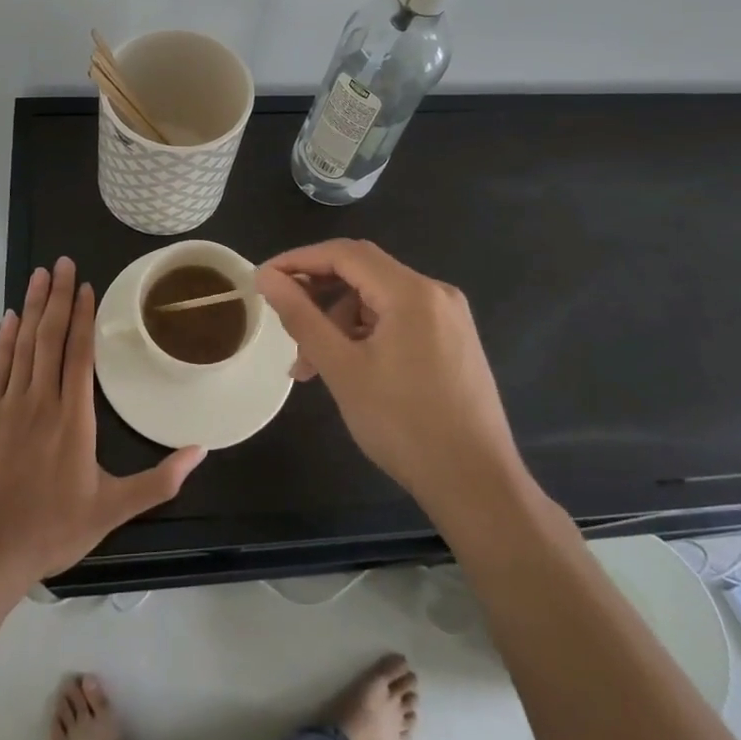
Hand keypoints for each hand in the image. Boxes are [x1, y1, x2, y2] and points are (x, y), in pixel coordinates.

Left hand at [0, 257, 205, 583]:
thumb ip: (159, 480)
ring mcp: (9, 406)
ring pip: (23, 345)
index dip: (83, 316)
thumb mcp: (113, 509)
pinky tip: (8, 318)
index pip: (79, 354)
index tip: (85, 285)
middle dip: (56, 297)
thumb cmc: (53, 528)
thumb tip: (201, 450)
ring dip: (31, 307)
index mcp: (73, 418)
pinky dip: (3, 340)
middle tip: (61, 263)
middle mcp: (41, 401)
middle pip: (50, 337)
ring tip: (37, 275)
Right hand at [255, 239, 526, 514]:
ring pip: (379, 299)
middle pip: (363, 272)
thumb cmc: (404, 425)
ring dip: (339, 321)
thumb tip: (267, 277)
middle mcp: (435, 292)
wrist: (477, 486)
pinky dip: (366, 334)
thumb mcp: (342, 368)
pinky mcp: (454, 341)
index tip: (263, 279)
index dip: (299, 260)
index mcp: (411, 292)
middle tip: (284, 321)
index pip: (344, 253)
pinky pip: (399, 319)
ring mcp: (449, 317)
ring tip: (311, 365)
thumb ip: (301, 317)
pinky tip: (348, 367)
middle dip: (318, 293)